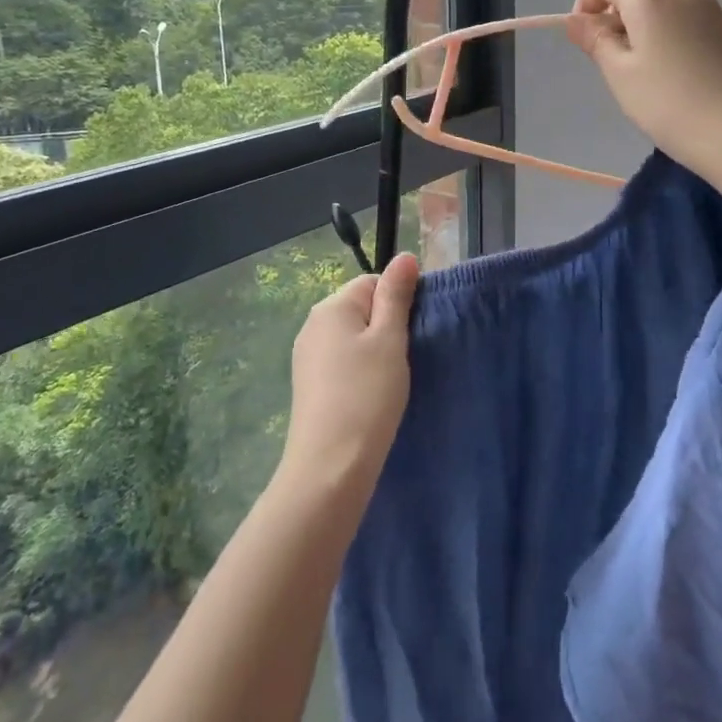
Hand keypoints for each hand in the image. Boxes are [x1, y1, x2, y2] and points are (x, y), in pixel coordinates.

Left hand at [281, 252, 420, 495]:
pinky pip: (341, 362)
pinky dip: (359, 372)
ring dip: (374, 351)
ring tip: (390, 380)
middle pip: (360, 308)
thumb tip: (404, 256)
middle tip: (405, 357)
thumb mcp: (390, 339)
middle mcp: (313, 324)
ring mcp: (307, 356)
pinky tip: (371, 395)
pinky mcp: (308, 385)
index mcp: (332, 306)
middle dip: (386, 326)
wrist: (330, 466)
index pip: (372, 282)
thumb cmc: (368, 394)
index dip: (398, 301)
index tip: (414, 331)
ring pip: (351, 337)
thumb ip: (396, 295)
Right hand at [568, 0, 721, 191]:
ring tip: (647, 38)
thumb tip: (575, 20)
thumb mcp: (619, 74)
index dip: (588, 0)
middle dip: (621, 0)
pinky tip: (674, 45)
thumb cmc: (665, 102)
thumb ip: (596, 40)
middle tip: (615, 40)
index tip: (584, 33)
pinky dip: (676, 9)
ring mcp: (707, 4)